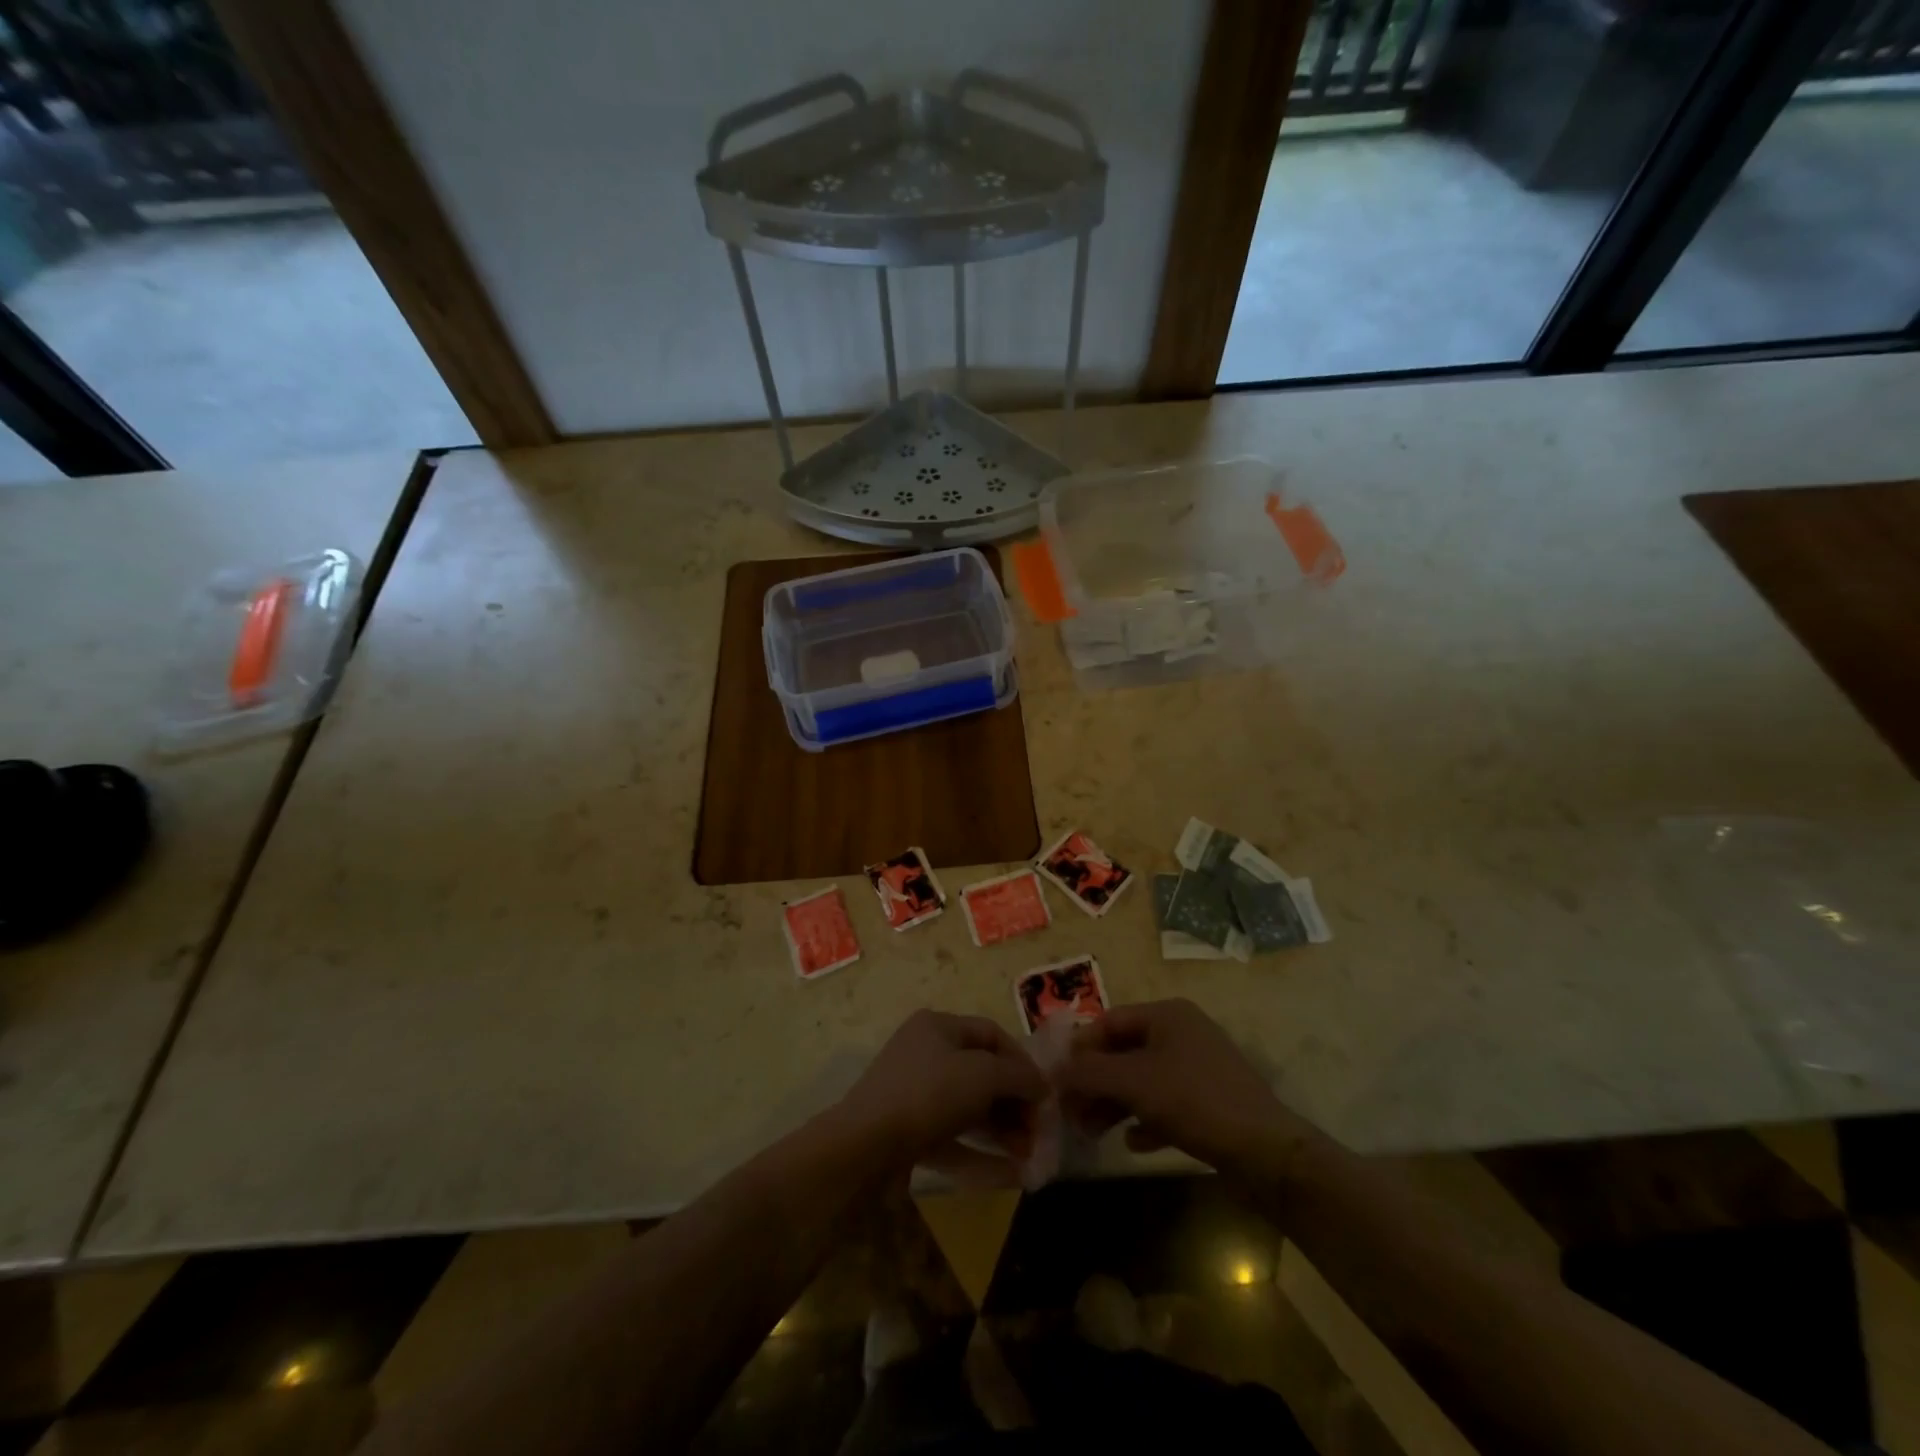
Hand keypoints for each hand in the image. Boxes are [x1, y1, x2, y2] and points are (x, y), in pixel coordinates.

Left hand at [836, 1010, 1047, 1173]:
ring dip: (1003, 1128)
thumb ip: (1018, 1076)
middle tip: (1039, 1131)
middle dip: (1015, 1101)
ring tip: (1030, 1154)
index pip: (991, 1033)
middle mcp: (926, 1053)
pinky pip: (953, 1137)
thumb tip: (1041, 1085)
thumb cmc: (929, 1094)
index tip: (1045, 1092)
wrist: (865, 1145)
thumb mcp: (983, 1075)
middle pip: (982, 1072)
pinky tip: (1010, 1172)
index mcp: (939, 1026)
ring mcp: (915, 1093)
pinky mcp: (909, 1131)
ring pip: (969, 1107)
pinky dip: (981, 1152)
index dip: (1022, 1060)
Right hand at [1057, 999, 1316, 1174]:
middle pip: (1123, 1052)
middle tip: (1070, 1111)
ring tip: (1091, 1132)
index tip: (1056, 1078)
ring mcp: (1198, 1068)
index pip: (1109, 1021)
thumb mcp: (1134, 1082)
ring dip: (1114, 1104)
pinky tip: (1134, 1143)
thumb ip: (1089, 1072)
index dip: (1079, 1048)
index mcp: (1167, 1015)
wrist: (1266, 1152)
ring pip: (1142, 1080)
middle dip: (1095, 1082)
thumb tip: (1053, 1071)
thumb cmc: (1194, 1101)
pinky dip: (1145, 1120)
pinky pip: (1165, 1104)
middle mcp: (1182, 1033)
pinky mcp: (1209, 1102)